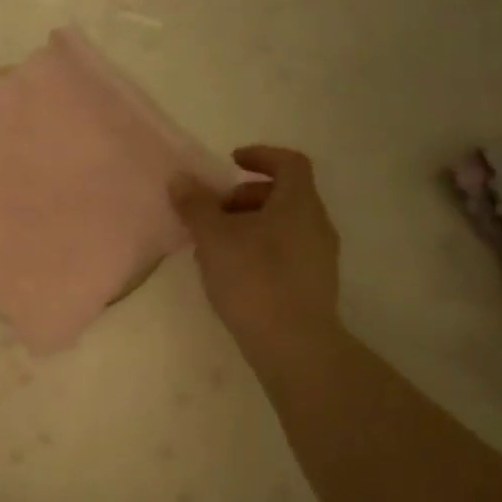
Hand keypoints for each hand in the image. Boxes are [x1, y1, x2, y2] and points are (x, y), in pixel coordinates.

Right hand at [170, 146, 341, 351]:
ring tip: (215, 248)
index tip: (231, 163)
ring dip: (249, 226)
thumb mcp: (214, 238)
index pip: (289, 162)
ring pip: (283, 226)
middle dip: (245, 197)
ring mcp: (320, 257)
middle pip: (284, 195)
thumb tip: (181, 179)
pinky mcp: (314, 286)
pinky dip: (260, 250)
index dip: (260, 156)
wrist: (295, 346)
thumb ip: (196, 205)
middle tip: (214, 213)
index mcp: (299, 203)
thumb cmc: (254, 280)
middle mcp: (317, 224)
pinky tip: (233, 275)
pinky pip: (286, 252)